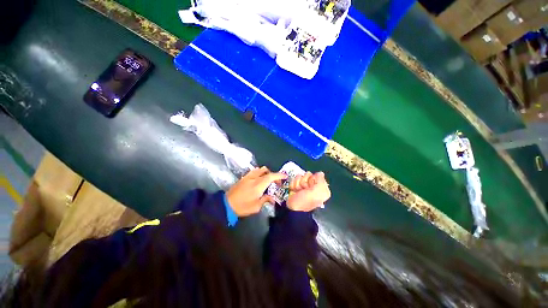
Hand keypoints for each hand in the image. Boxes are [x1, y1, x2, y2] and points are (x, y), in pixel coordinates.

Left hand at [226, 166, 286, 216]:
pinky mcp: (243, 177)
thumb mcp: (256, 207)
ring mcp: (248, 176)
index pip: (271, 176)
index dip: (279, 175)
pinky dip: (259, 173)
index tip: (285, 176)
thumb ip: (265, 200)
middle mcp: (254, 178)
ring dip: (266, 173)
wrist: (227, 204)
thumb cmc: (243, 206)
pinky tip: (258, 180)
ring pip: (259, 169)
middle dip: (273, 174)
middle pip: (266, 171)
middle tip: (276, 182)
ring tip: (267, 181)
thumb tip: (272, 198)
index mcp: (258, 185)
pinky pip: (254, 171)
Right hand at [287, 171, 330, 211]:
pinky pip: (293, 180)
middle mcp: (313, 186)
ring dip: (297, 184)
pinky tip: (294, 191)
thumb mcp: (317, 192)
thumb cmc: (305, 201)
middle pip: (307, 174)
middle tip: (304, 189)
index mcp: (321, 188)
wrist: (293, 209)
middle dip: (304, 182)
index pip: (316, 175)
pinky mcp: (296, 186)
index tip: (310, 186)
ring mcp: (304, 186)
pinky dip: (293, 185)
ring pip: (299, 176)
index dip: (312, 179)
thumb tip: (320, 173)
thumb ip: (321, 180)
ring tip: (298, 192)